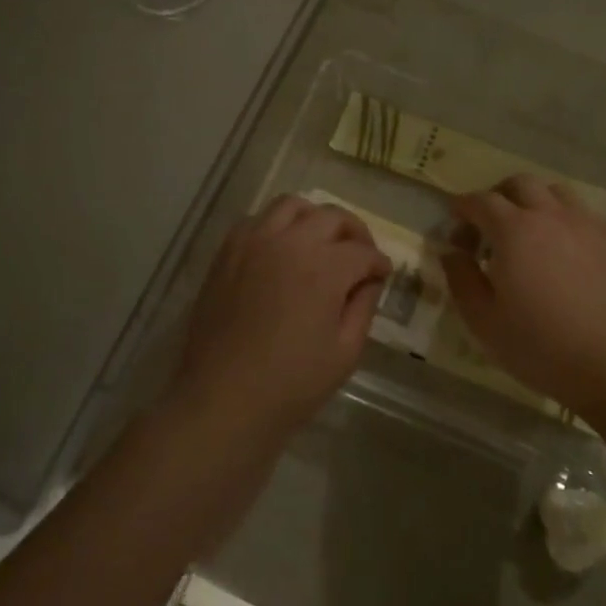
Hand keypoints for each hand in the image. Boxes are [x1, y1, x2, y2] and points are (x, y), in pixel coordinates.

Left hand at [168, 196, 390, 450]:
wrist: (222, 400)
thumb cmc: (291, 385)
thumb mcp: (345, 353)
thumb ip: (363, 307)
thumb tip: (369, 280)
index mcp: (323, 268)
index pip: (363, 252)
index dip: (379, 263)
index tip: (383, 275)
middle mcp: (290, 243)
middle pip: (332, 217)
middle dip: (354, 233)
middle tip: (360, 255)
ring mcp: (254, 242)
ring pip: (293, 205)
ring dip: (315, 218)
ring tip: (321, 242)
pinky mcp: (228, 251)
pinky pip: (258, 219)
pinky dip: (277, 225)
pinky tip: (283, 249)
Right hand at [442, 176, 605, 414]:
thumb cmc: (542, 346)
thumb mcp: (484, 321)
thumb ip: (461, 279)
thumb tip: (451, 252)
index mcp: (514, 229)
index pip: (480, 201)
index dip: (462, 208)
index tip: (454, 225)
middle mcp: (549, 214)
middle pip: (519, 184)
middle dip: (497, 196)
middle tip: (488, 226)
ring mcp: (585, 224)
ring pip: (554, 191)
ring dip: (533, 201)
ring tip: (526, 232)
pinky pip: (581, 212)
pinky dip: (562, 217)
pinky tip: (561, 248)